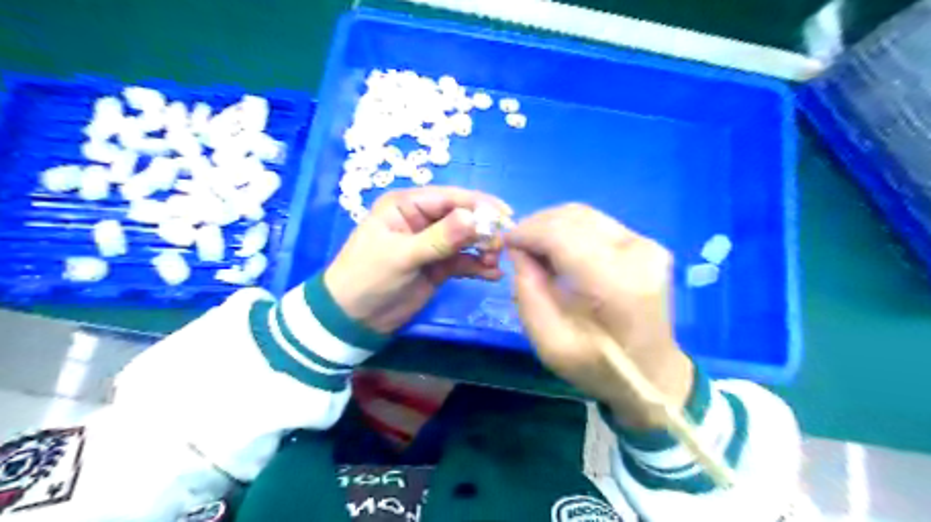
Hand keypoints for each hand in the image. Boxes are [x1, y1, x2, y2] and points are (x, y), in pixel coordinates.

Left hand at [323, 187, 507, 333]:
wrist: (354, 319)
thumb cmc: (369, 278)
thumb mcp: (402, 256)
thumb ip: (440, 238)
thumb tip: (475, 218)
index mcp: (407, 206)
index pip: (449, 198)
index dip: (478, 204)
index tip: (505, 216)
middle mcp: (422, 219)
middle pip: (462, 217)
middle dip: (484, 229)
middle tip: (501, 245)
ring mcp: (432, 243)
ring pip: (466, 239)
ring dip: (484, 249)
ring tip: (495, 262)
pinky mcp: (439, 266)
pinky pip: (464, 261)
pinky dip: (479, 266)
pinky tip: (493, 275)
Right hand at [506, 203, 692, 426]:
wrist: (651, 372)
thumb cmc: (599, 367)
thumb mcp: (550, 345)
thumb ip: (528, 294)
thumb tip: (519, 251)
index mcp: (614, 284)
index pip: (561, 234)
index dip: (527, 232)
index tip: (505, 242)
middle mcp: (636, 254)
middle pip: (573, 217)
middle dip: (536, 225)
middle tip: (517, 246)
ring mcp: (646, 245)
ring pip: (584, 214)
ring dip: (552, 225)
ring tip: (534, 247)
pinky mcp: (647, 244)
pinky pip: (597, 223)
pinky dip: (570, 229)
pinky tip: (558, 249)